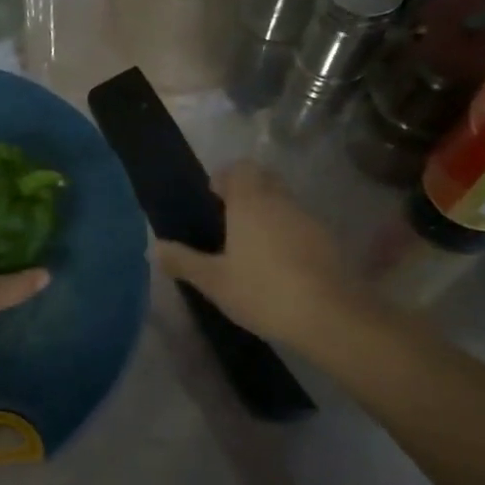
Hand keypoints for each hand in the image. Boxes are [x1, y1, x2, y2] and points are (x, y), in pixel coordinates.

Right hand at [155, 160, 359, 347]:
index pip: (239, 168)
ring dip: (268, 212)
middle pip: (263, 179)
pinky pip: (301, 224)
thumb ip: (183, 261)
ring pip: (284, 201)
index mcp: (250, 202)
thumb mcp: (214, 281)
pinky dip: (287, 233)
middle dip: (246, 191)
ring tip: (251, 247)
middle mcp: (281, 201)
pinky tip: (279, 265)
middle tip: (228, 221)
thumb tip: (154, 247)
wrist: (330, 316)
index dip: (224, 178)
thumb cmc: (263, 291)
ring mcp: (308, 219)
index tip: (212, 199)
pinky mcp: (328, 241)